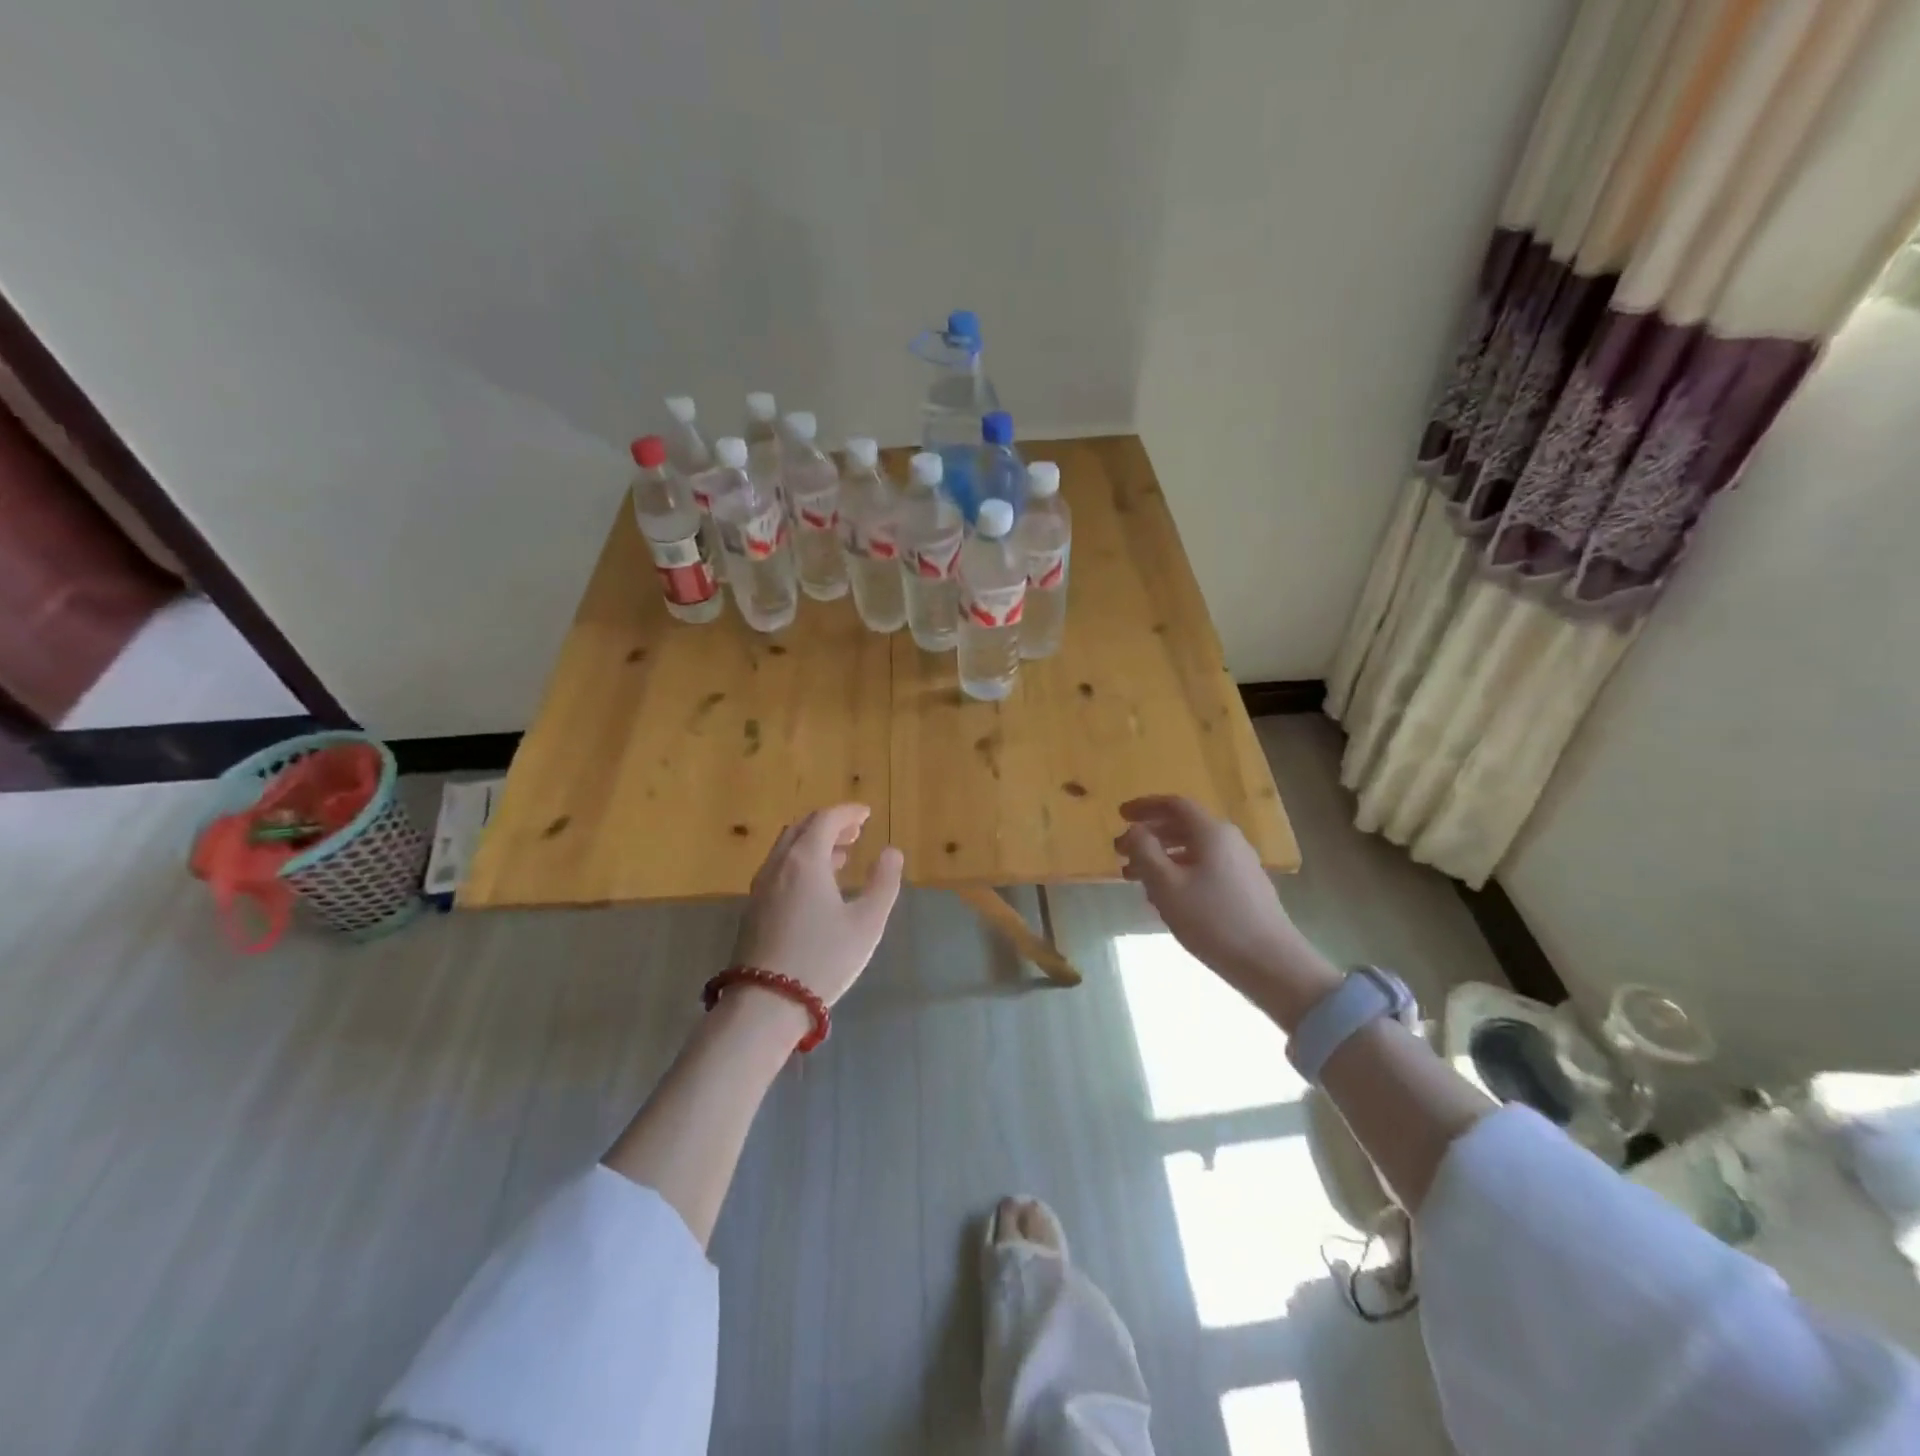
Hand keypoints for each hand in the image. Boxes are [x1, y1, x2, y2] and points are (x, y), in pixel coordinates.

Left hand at [732, 805, 904, 1008]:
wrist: (766, 1003)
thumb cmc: (823, 959)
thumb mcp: (867, 923)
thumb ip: (883, 883)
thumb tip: (892, 853)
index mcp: (805, 860)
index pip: (825, 819)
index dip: (848, 812)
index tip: (866, 814)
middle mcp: (778, 865)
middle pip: (801, 829)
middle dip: (829, 824)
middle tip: (855, 831)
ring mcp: (761, 887)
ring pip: (787, 849)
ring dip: (813, 843)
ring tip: (840, 856)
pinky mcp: (753, 909)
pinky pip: (778, 868)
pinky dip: (800, 862)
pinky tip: (815, 886)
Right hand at [1115, 796, 1330, 1004]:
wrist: (1271, 963)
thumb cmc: (1212, 920)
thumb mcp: (1166, 885)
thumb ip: (1145, 851)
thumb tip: (1135, 830)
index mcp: (1212, 833)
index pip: (1174, 805)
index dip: (1145, 806)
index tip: (1120, 815)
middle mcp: (1229, 841)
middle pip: (1183, 827)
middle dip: (1149, 836)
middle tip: (1121, 852)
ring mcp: (1241, 865)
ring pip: (1192, 851)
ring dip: (1161, 858)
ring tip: (1135, 879)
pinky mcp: (1245, 888)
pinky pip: (1204, 868)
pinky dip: (1179, 873)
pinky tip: (1165, 898)